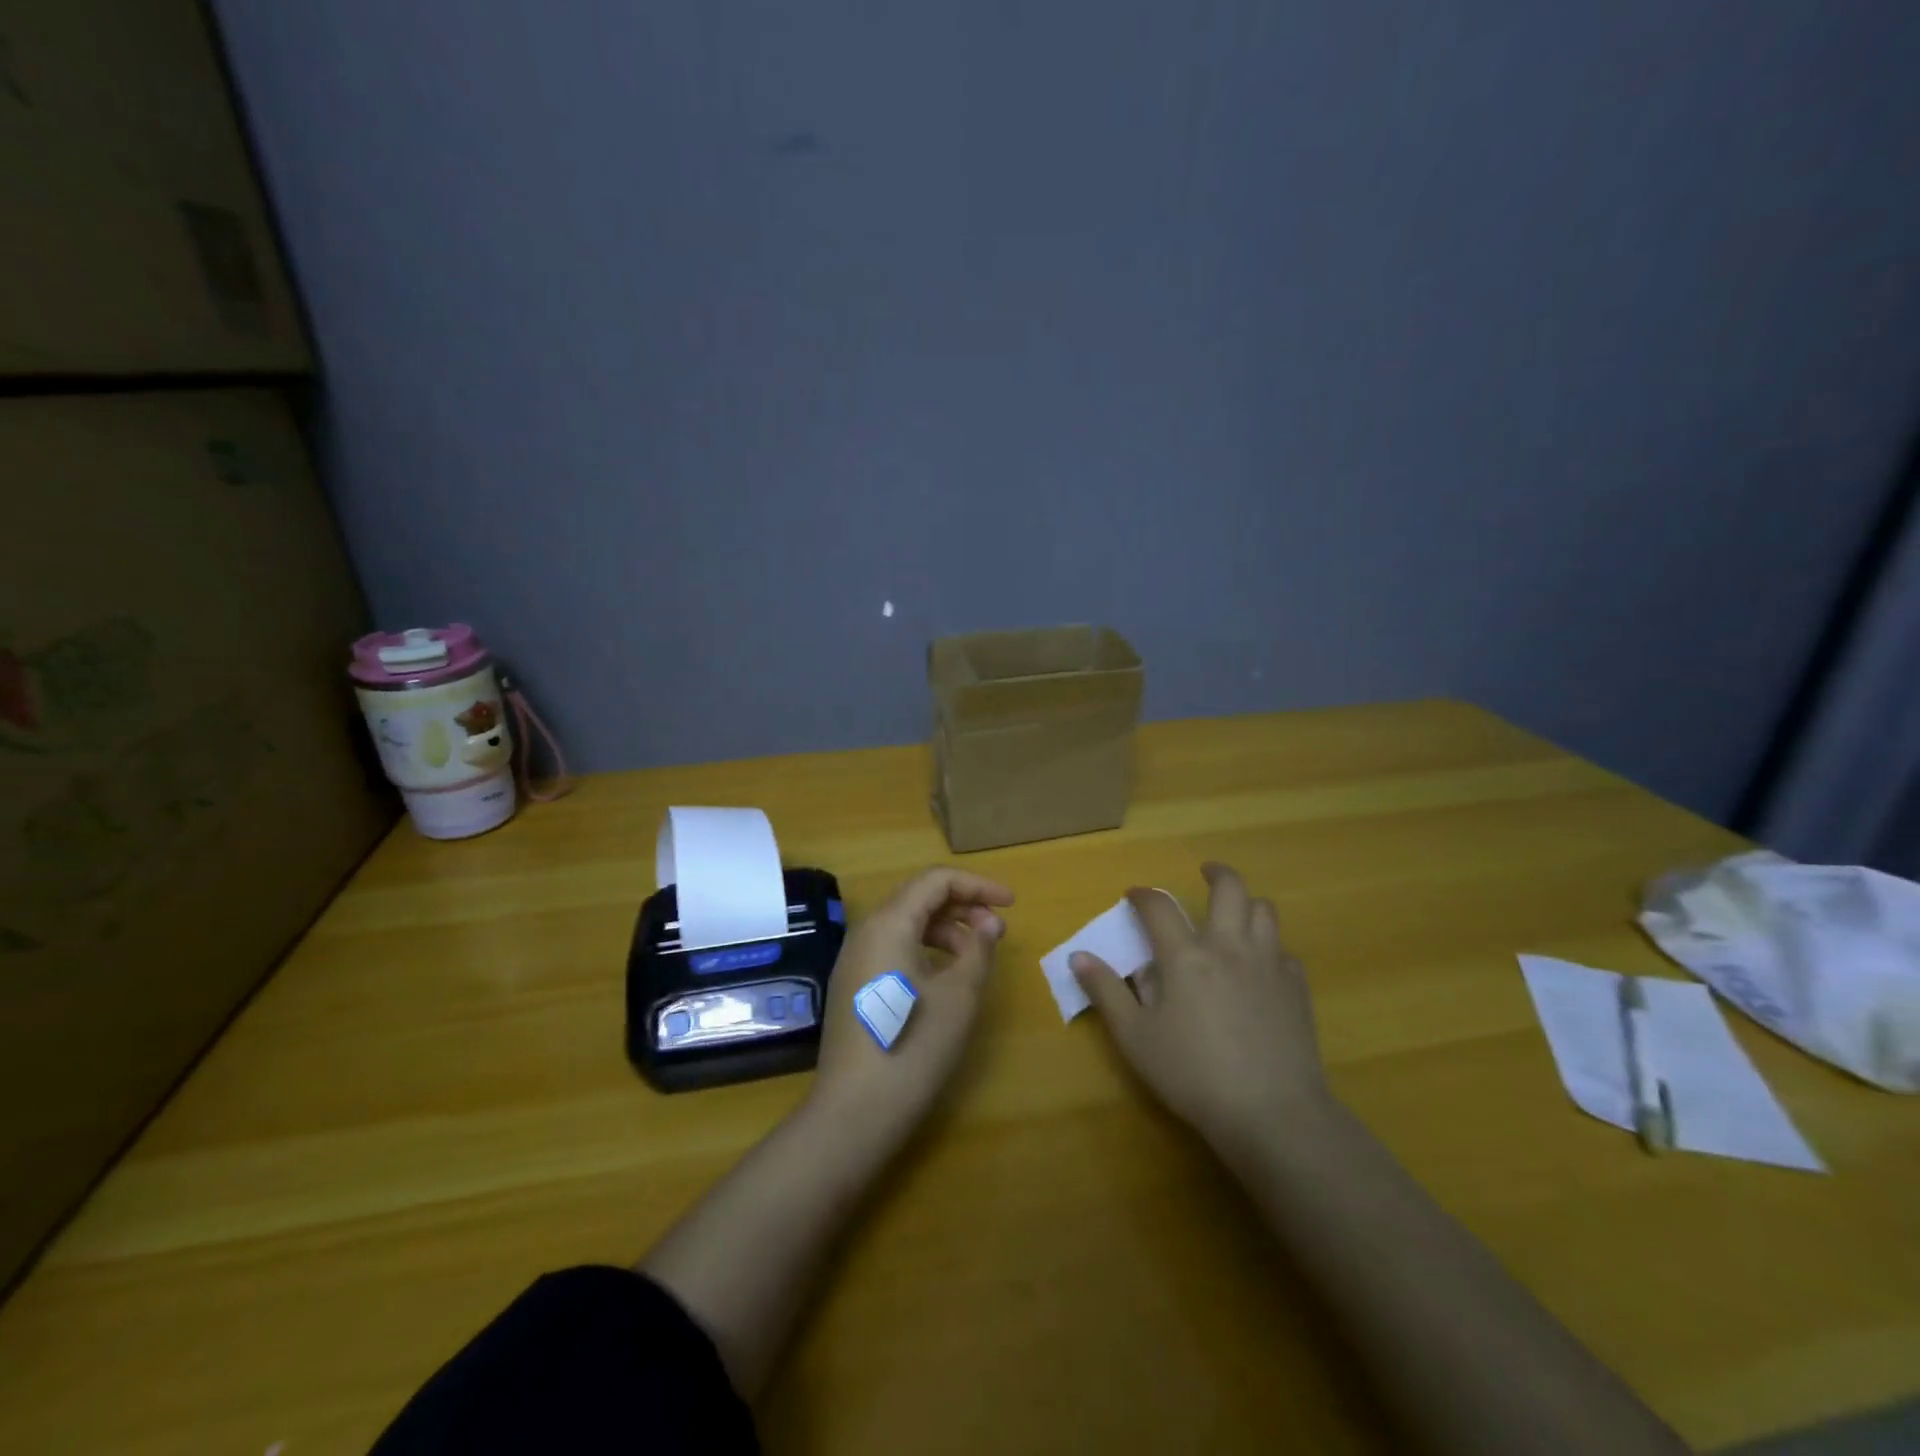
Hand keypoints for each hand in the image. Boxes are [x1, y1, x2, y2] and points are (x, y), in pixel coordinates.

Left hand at [810, 867, 1013, 1143]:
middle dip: (963, 906)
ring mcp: (854, 960)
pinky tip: (945, 977)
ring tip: (976, 955)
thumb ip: (978, 949)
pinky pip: (893, 948)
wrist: (854, 1112)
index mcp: (888, 923)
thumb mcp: (959, 995)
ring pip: (905, 924)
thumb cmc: (913, 1046)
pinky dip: (925, 949)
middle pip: (918, 898)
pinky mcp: (853, 986)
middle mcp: (865, 932)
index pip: (936, 881)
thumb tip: (988, 924)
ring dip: (946, 929)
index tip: (1011, 904)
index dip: (977, 885)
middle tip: (998, 931)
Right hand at [1072, 862, 1328, 1154]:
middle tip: (1205, 872)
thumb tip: (1078, 955)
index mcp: (1186, 956)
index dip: (1143, 895)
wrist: (1272, 1113)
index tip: (1134, 896)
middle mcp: (1229, 947)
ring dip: (1247, 904)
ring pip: (1264, 911)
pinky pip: (1284, 951)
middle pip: (1230, 888)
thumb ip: (1106, 991)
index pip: (1159, 907)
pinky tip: (1260, 967)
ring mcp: (1269, 965)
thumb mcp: (1135, 1037)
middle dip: (1216, 873)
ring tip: (1234, 914)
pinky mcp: (1297, 989)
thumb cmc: (1193, 1074)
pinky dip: (1270, 947)